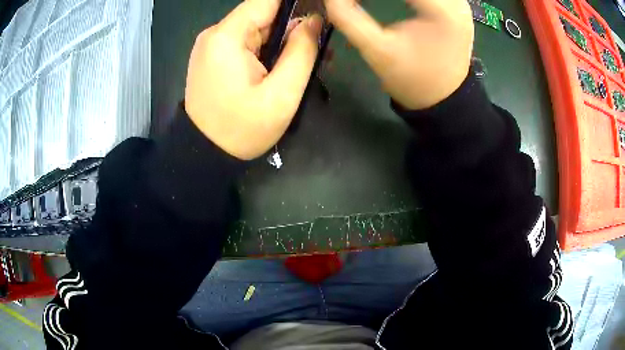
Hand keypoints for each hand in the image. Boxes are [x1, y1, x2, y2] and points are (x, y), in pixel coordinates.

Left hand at [185, 0, 322, 159]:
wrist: (204, 154)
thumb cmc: (242, 130)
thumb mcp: (282, 94)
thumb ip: (302, 51)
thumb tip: (314, 20)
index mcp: (227, 37)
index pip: (267, 0)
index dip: (296, 4)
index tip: (318, 16)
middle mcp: (216, 33)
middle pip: (264, 14)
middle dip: (293, 27)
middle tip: (319, 47)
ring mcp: (213, 45)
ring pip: (258, 28)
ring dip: (283, 40)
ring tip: (307, 61)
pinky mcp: (215, 56)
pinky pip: (248, 42)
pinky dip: (268, 49)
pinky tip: (284, 66)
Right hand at [324, 0, 473, 109]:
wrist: (444, 98)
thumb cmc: (413, 80)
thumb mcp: (376, 51)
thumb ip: (347, 17)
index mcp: (442, 10)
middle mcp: (455, 0)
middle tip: (356, 0)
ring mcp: (457, 0)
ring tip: (370, 1)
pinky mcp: (453, 3)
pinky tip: (389, 0)